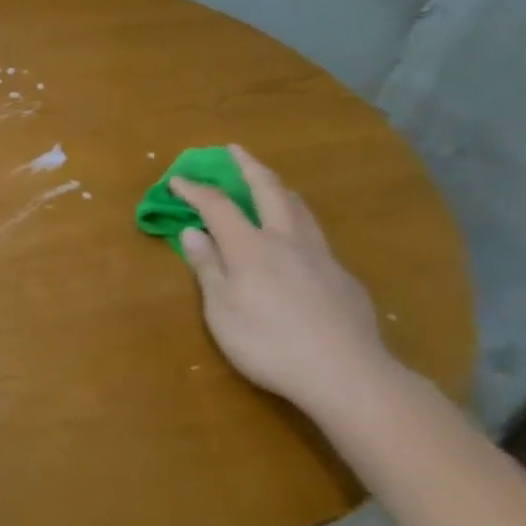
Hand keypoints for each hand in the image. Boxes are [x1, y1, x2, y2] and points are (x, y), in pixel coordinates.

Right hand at [173, 146, 398, 418]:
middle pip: (268, 190)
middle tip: (234, 150)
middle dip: (248, 166)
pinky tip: (299, 241)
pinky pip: (317, 236)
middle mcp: (286, 239)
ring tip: (270, 182)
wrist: (347, 374)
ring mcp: (320, 256)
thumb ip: (208, 267)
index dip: (195, 189)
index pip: (217, 205)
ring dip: (279, 187)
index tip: (178, 179)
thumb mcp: (222, 311)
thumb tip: (192, 231)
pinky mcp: (343, 277)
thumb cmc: (269, 343)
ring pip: (300, 208)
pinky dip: (299, 223)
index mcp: (250, 246)